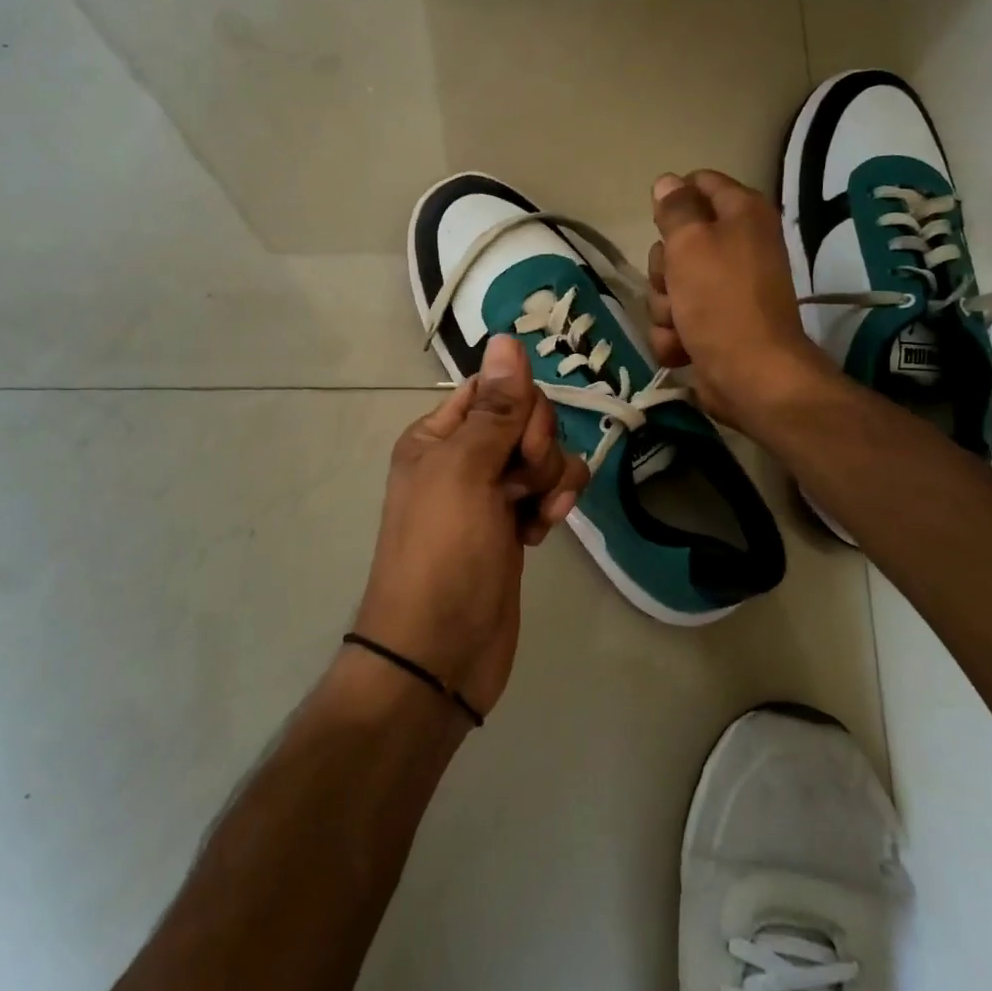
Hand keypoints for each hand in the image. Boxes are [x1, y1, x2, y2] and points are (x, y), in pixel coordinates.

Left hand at [354, 335, 587, 717]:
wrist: (440, 653)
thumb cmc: (443, 555)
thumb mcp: (465, 472)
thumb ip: (494, 408)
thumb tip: (506, 337)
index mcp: (438, 435)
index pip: (494, 387)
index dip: (520, 407)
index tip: (521, 444)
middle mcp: (464, 456)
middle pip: (526, 418)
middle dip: (536, 448)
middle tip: (518, 487)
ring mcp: (492, 492)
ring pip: (545, 454)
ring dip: (551, 480)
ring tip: (534, 517)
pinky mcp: (516, 524)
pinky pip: (551, 490)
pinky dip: (553, 505)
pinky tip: (541, 534)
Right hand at [647, 169, 834, 430]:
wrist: (749, 375)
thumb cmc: (721, 300)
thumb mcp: (690, 243)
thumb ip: (676, 208)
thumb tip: (668, 182)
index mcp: (742, 214)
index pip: (699, 184)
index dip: (673, 201)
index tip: (661, 225)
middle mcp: (737, 246)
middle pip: (676, 241)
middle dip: (663, 269)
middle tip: (675, 283)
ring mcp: (725, 289)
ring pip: (670, 285)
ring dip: (666, 308)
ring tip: (682, 324)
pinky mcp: (713, 325)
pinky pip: (676, 320)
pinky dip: (674, 336)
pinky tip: (682, 348)